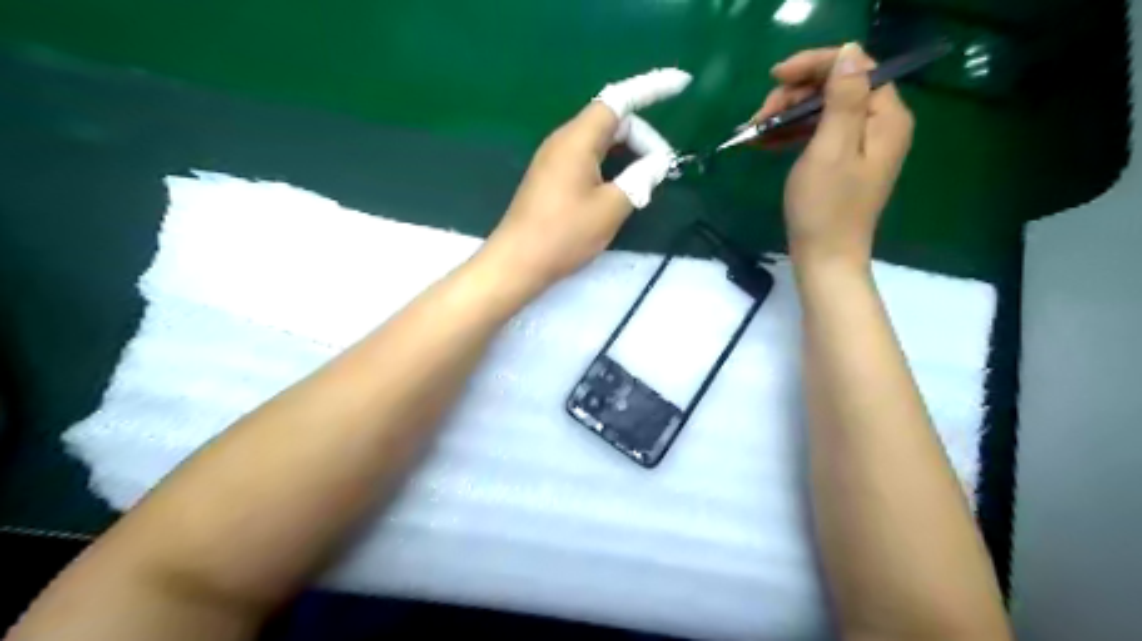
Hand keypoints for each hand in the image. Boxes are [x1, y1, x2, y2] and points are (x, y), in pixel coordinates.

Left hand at [480, 67, 685, 291]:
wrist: (518, 261)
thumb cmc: (564, 234)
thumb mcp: (611, 208)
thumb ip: (639, 180)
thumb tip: (658, 163)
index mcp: (578, 139)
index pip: (619, 100)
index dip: (652, 88)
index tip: (681, 84)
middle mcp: (564, 140)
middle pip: (612, 121)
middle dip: (643, 138)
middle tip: (661, 171)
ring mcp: (555, 159)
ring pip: (601, 142)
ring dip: (628, 154)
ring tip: (645, 183)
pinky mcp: (551, 177)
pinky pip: (589, 158)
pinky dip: (611, 166)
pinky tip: (621, 190)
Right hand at [756, 43, 915, 266]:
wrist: (824, 258)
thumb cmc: (825, 208)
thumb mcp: (831, 148)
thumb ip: (843, 98)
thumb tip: (848, 52)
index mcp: (885, 118)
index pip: (856, 67)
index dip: (815, 64)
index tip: (774, 77)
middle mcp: (878, 125)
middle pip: (836, 86)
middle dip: (794, 94)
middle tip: (759, 116)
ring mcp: (860, 145)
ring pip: (821, 109)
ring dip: (786, 114)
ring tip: (754, 131)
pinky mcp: (841, 162)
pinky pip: (816, 133)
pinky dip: (790, 133)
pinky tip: (764, 142)